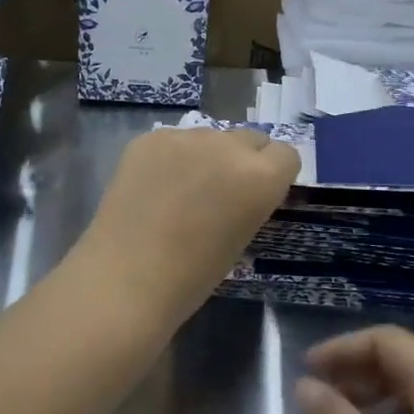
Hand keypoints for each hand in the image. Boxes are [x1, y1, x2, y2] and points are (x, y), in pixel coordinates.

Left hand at [74, 127, 298, 336]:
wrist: (127, 277)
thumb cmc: (193, 275)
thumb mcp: (242, 237)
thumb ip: (251, 200)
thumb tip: (242, 188)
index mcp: (261, 176)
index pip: (286, 155)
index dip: (275, 175)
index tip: (258, 196)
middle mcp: (229, 145)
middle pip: (250, 139)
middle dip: (243, 160)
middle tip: (221, 192)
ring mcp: (186, 137)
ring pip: (210, 137)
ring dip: (206, 156)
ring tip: (181, 190)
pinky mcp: (150, 137)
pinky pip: (174, 140)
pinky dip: (171, 158)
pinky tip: (154, 187)